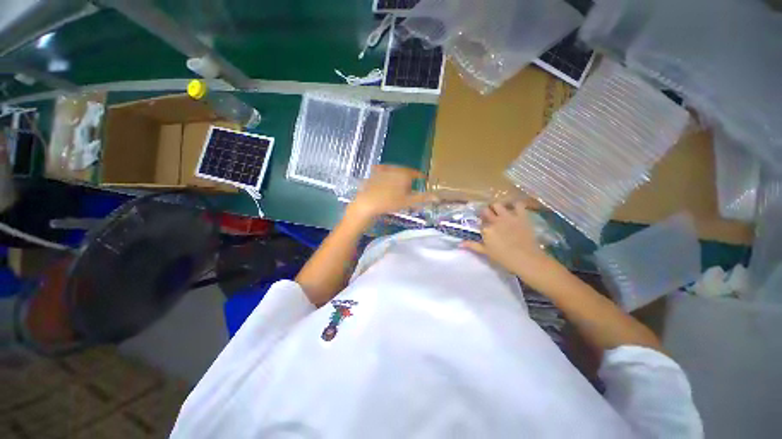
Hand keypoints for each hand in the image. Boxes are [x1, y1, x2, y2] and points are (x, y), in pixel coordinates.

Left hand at [348, 165, 431, 219]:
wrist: (368, 203)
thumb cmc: (390, 202)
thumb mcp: (408, 201)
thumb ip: (423, 198)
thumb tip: (437, 197)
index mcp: (405, 173)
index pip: (417, 173)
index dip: (421, 178)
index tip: (423, 180)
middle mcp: (395, 168)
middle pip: (406, 172)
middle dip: (408, 179)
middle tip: (409, 189)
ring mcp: (384, 169)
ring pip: (395, 171)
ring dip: (398, 177)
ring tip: (398, 187)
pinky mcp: (374, 172)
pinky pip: (383, 171)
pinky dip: (386, 175)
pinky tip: (385, 180)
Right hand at [462, 201, 560, 285]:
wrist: (526, 259)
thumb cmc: (504, 258)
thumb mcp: (486, 252)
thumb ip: (472, 245)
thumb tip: (459, 243)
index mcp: (486, 229)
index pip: (480, 223)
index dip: (481, 225)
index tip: (483, 228)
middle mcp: (495, 220)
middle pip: (486, 210)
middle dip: (486, 213)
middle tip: (489, 218)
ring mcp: (508, 217)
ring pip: (498, 204)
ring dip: (497, 207)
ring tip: (500, 212)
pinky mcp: (521, 216)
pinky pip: (518, 205)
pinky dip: (516, 205)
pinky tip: (515, 209)